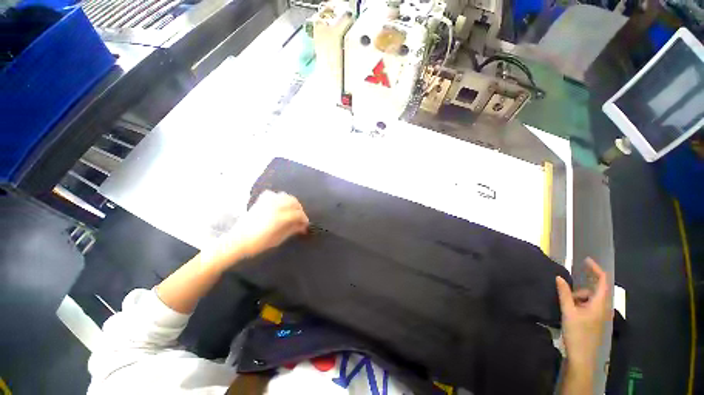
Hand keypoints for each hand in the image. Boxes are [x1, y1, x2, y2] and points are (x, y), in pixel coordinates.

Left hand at [202, 190, 309, 267]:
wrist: (236, 241)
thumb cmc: (258, 243)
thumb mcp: (278, 239)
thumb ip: (292, 230)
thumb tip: (303, 226)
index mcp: (279, 217)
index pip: (297, 214)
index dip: (304, 219)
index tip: (305, 224)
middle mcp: (274, 206)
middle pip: (293, 202)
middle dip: (299, 209)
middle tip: (300, 218)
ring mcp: (266, 202)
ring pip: (285, 196)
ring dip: (292, 202)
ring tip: (292, 210)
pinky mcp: (260, 201)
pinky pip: (273, 194)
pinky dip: (279, 197)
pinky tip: (279, 204)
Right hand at [556, 258, 609, 369]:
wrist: (582, 356)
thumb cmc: (577, 333)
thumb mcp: (568, 311)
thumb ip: (564, 293)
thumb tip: (558, 277)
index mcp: (600, 304)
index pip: (603, 281)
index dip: (596, 269)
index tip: (585, 260)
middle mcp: (603, 308)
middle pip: (594, 290)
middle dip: (580, 289)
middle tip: (566, 296)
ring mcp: (600, 315)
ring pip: (590, 299)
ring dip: (578, 298)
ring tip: (567, 307)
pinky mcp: (596, 321)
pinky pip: (589, 306)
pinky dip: (579, 305)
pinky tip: (571, 312)